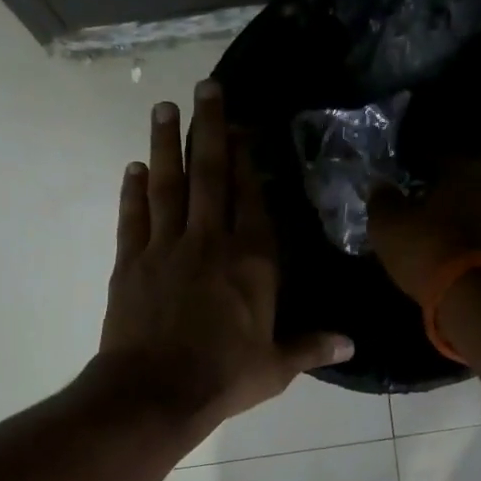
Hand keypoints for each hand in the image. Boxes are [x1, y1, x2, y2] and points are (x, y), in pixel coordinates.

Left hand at [98, 80, 352, 431]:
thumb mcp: (275, 367)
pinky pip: (133, 217)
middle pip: (210, 174)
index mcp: (251, 261)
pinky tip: (133, 167)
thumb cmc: (223, 378)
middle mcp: (209, 242)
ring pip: (167, 185)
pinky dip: (132, 191)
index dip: (250, 160)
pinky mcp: (130, 262)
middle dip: (210, 128)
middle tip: (206, 88)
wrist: (155, 392)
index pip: (252, 198)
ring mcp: (165, 247)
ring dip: (166, 144)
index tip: (246, 126)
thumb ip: (311, 347)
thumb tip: (351, 344)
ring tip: (165, 107)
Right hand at [368, 159, 480, 301]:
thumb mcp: (388, 223)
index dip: (415, 171)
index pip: (438, 158)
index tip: (399, 185)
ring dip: (460, 218)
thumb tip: (381, 187)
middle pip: (465, 183)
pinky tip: (451, 253)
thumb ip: (382, 199)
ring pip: (480, 210)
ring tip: (434, 234)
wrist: (475, 300)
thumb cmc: (428, 247)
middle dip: (442, 194)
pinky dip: (471, 240)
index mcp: (473, 165)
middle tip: (417, 209)